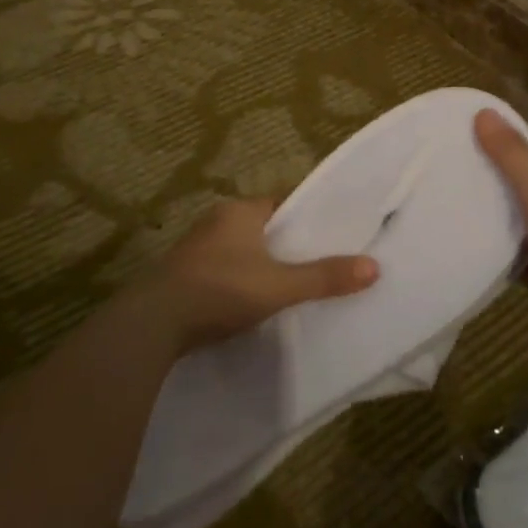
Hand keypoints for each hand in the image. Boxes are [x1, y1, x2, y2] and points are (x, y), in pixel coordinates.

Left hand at [133, 197, 377, 353]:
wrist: (152, 323)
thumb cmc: (221, 290)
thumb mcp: (279, 286)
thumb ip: (324, 277)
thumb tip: (374, 267)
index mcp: (240, 211)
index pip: (282, 204)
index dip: (306, 218)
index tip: (330, 234)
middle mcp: (216, 221)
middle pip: (261, 226)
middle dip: (284, 243)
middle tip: (315, 262)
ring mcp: (195, 248)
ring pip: (239, 249)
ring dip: (258, 263)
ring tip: (287, 284)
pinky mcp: (182, 274)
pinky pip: (221, 269)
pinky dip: (238, 279)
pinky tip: (248, 301)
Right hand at [475, 110, 527, 349]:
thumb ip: (512, 155)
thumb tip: (482, 113)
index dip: (510, 142)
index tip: (470, 140)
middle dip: (498, 179)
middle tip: (455, 171)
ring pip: (525, 220)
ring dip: (497, 216)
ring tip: (454, 203)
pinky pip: (521, 254)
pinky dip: (500, 250)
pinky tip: (469, 243)